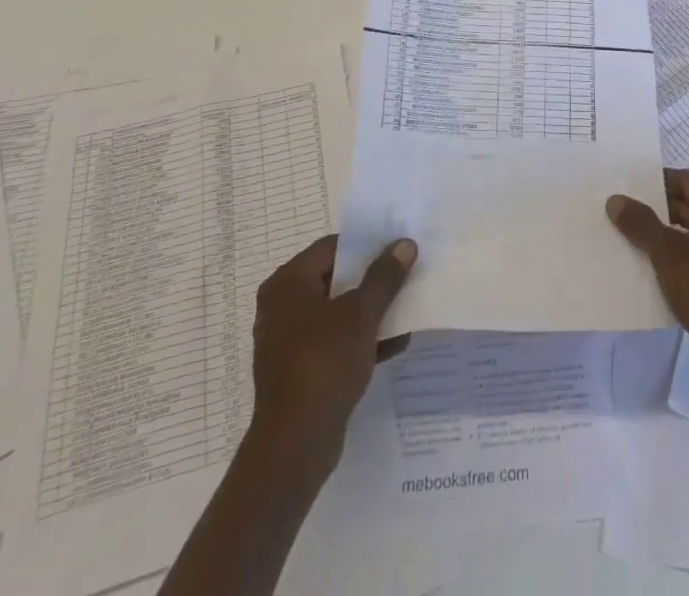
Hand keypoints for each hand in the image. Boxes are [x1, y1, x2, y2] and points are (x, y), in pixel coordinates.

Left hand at [249, 234, 416, 461]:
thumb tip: (404, 243)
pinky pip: (334, 342)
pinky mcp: (299, 370)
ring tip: (406, 308)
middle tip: (406, 274)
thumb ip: (384, 277)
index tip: (397, 248)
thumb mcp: (361, 314)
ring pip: (337, 313)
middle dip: (372, 279)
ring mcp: (288, 340)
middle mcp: (282, 306)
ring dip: (369, 311)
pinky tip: (395, 344)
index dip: (367, 245)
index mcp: (288, 283)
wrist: (294, 446)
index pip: (333, 247)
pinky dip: (360, 339)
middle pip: (335, 279)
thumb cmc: (323, 364)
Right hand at [607, 169, 688, 396]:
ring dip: (665, 236)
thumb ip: (640, 222)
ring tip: (630, 241)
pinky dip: (677, 259)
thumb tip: (615, 199)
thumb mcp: (666, 251)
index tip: (627, 188)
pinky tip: (651, 270)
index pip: (685, 179)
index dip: (656, 182)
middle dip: (656, 210)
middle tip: (622, 215)